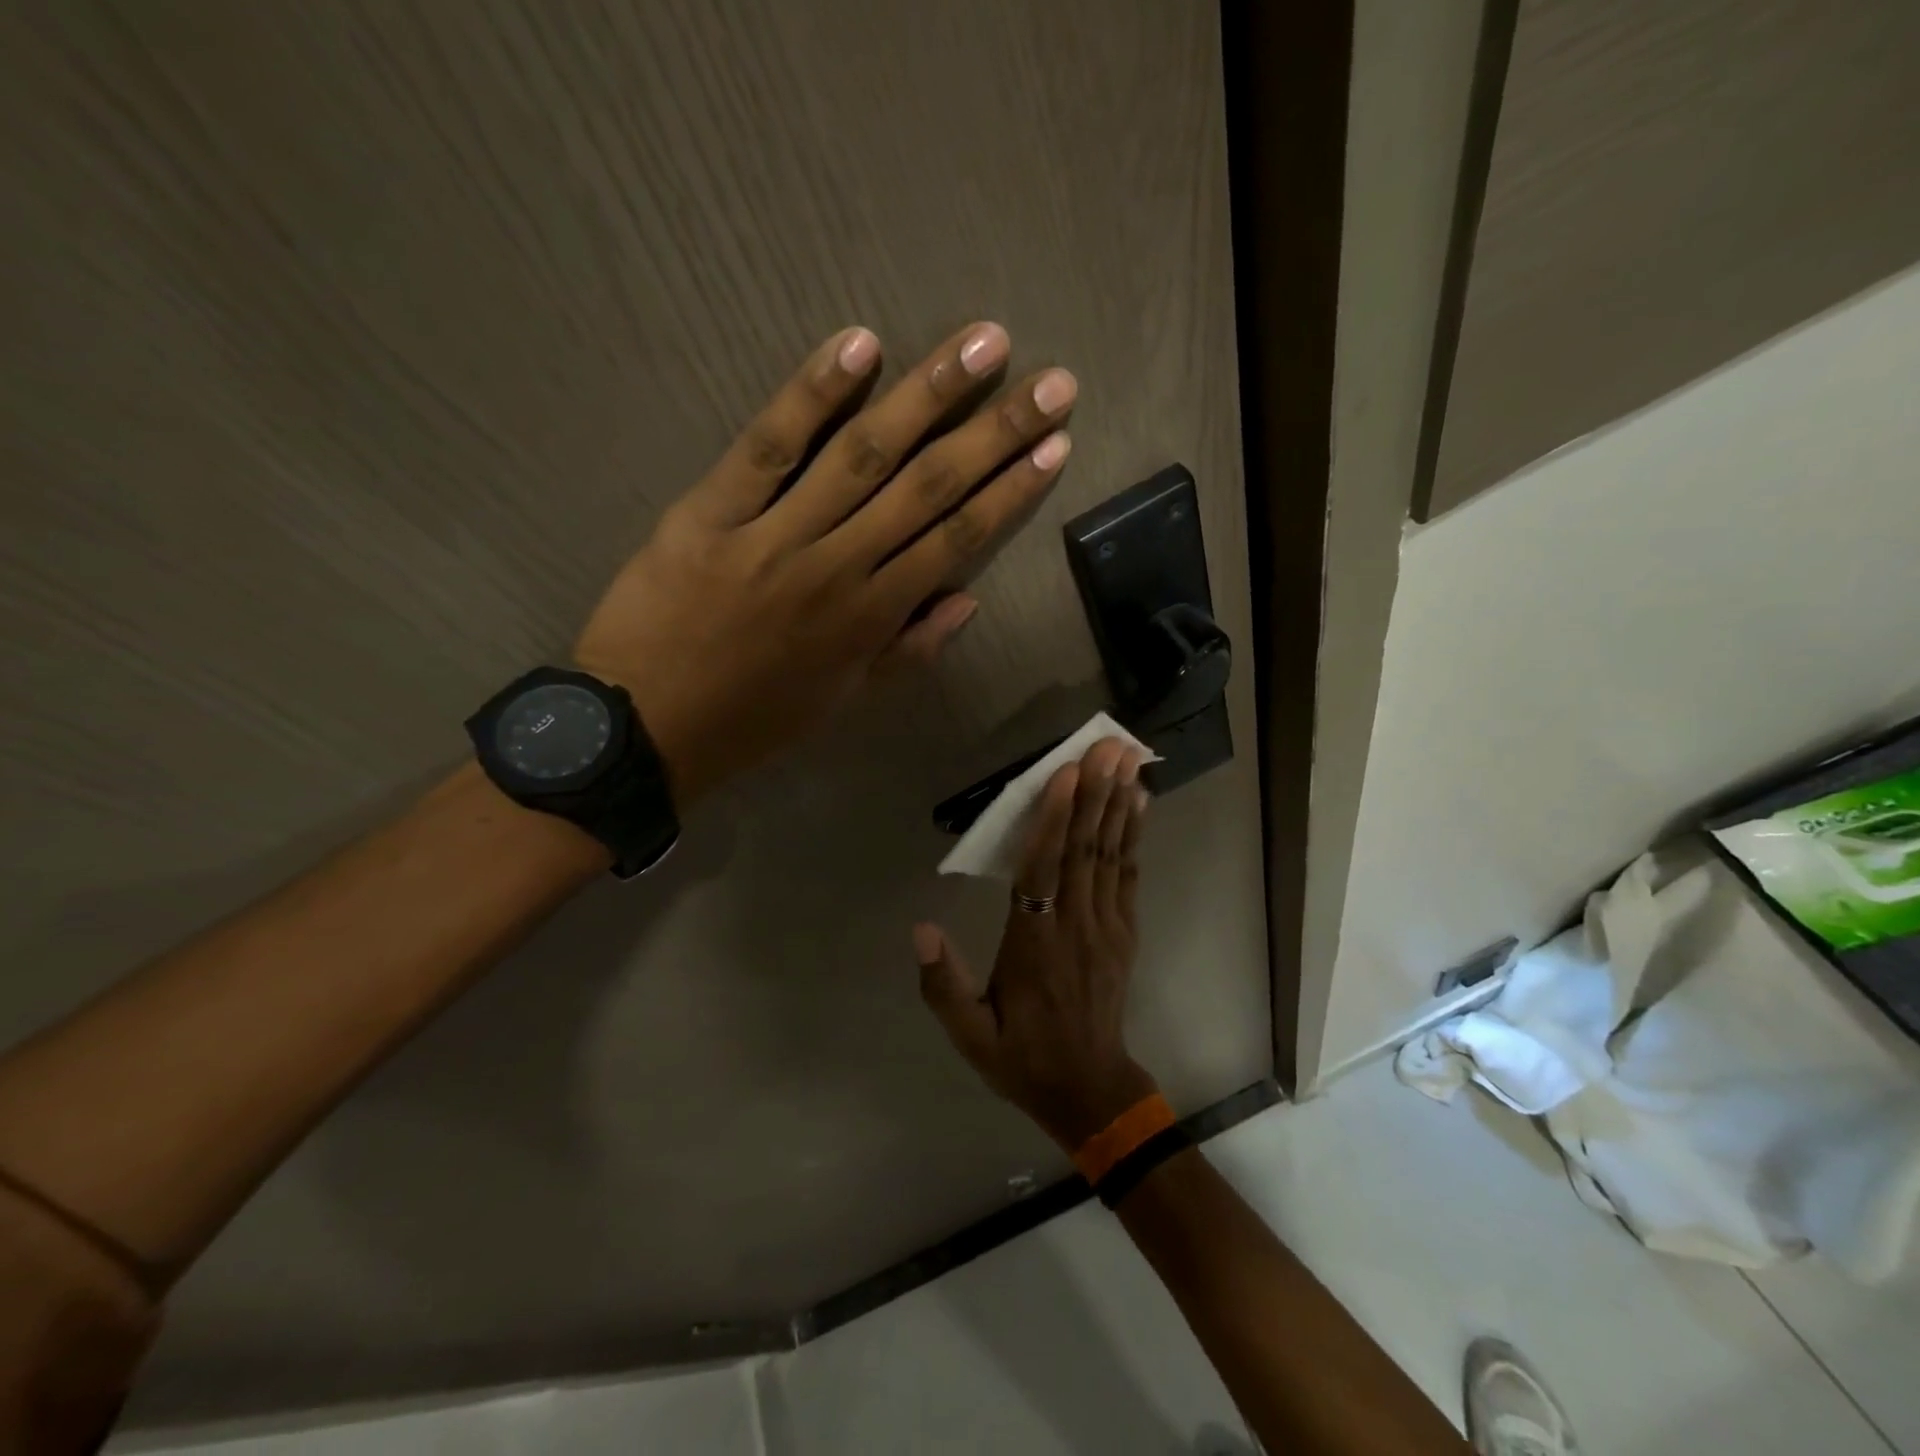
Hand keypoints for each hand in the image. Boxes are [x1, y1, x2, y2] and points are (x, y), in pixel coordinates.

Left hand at [574, 323, 1076, 805]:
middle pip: (928, 487)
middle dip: (996, 431)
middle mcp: (838, 566)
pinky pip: (769, 446)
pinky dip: (812, 394)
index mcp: (871, 617)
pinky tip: (859, 346)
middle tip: (1052, 382)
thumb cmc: (752, 719)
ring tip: (983, 342)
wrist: (646, 726)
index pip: (956, 539)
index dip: (1011, 490)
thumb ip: (908, 651)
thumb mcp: (843, 701)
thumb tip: (968, 601)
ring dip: (928, 393)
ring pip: (864, 454)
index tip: (1056, 444)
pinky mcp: (712, 510)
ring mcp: (775, 533)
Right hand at [915, 738, 1157, 1149]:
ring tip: (1130, 760)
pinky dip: (1134, 835)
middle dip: (1097, 793)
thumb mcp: (969, 1034)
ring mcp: (1107, 927)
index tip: (1067, 773)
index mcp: (1034, 944)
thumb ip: (942, 984)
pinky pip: (1129, 874)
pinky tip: (1139, 804)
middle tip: (1111, 745)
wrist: (1089, 1090)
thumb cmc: (1022, 1056)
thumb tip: (920, 928)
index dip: (1055, 819)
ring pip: (1112, 855)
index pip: (1043, 871)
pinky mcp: (1125, 932)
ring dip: (1120, 804)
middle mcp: (1075, 926)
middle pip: (1085, 850)